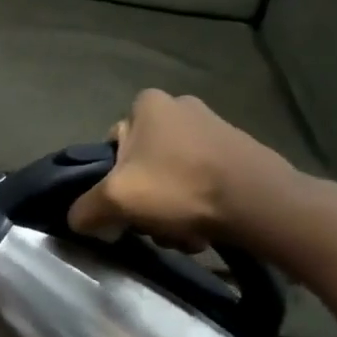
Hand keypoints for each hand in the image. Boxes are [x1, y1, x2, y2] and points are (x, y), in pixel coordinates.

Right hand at [66, 90, 298, 249]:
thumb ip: (85, 208)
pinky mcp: (239, 152)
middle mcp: (182, 106)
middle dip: (145, 199)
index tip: (123, 200)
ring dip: (170, 209)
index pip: (113, 142)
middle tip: (151, 223)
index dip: (112, 176)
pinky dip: (196, 207)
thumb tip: (77, 219)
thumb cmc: (179, 188)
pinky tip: (203, 229)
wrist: (258, 202)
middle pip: (143, 165)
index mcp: (149, 104)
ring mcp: (215, 128)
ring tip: (181, 232)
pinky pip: (201, 182)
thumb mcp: (115, 200)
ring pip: (171, 178)